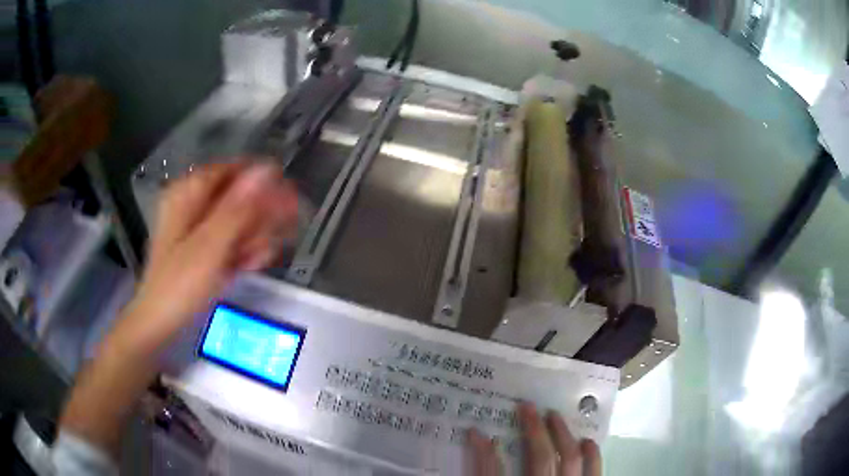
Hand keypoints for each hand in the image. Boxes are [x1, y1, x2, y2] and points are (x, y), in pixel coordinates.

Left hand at [119, 161, 299, 350]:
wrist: (159, 324)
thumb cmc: (179, 285)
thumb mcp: (210, 246)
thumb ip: (238, 208)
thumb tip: (266, 170)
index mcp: (188, 194)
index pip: (231, 170)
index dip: (261, 179)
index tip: (286, 194)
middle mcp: (192, 205)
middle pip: (236, 197)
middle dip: (258, 217)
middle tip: (276, 236)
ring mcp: (196, 228)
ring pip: (236, 221)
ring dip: (252, 238)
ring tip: (257, 260)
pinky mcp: (201, 248)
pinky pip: (229, 240)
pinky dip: (241, 251)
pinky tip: (249, 266)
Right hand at [468, 402, 601, 475]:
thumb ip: (484, 474)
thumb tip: (477, 445)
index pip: (492, 474)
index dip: (483, 453)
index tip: (474, 432)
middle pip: (540, 459)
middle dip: (533, 430)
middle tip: (527, 406)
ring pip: (570, 461)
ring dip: (562, 435)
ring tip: (555, 416)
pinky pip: (594, 473)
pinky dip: (593, 457)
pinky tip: (588, 443)